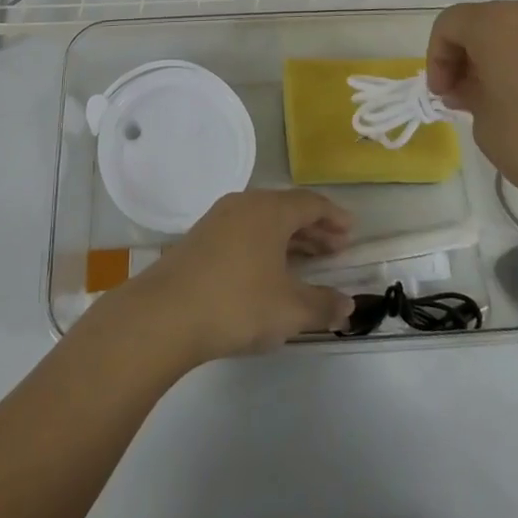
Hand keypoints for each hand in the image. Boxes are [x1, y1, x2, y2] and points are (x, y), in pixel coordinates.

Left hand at [116, 190, 354, 365]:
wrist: (165, 314)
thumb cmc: (237, 304)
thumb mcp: (289, 310)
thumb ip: (323, 305)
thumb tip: (348, 304)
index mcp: (270, 210)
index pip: (310, 203)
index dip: (334, 216)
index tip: (351, 231)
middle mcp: (245, 204)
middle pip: (287, 208)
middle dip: (314, 227)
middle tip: (336, 248)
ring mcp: (219, 218)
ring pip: (264, 220)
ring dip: (290, 237)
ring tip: (309, 260)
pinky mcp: (201, 237)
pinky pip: (245, 230)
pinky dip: (266, 243)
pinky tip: (270, 269)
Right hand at [427, 0, 517, 234]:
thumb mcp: (483, 121)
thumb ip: (467, 92)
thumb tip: (469, 85)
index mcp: (496, 23)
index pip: (450, 25)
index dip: (437, 57)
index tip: (442, 94)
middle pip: (486, 21)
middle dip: (469, 54)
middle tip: (466, 93)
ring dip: (504, 53)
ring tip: (504, 94)